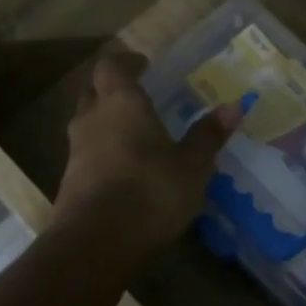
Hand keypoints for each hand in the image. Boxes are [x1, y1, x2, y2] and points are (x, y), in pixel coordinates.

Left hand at [52, 51, 239, 257]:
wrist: (95, 244)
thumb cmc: (150, 191)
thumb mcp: (192, 165)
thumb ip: (209, 134)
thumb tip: (235, 104)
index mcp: (121, 103)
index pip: (112, 65)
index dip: (127, 62)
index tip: (145, 66)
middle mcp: (92, 119)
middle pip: (94, 92)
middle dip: (113, 91)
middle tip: (141, 98)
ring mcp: (76, 151)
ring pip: (88, 124)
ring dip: (107, 124)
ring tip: (137, 136)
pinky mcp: (70, 182)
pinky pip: (87, 154)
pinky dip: (103, 153)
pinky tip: (126, 170)